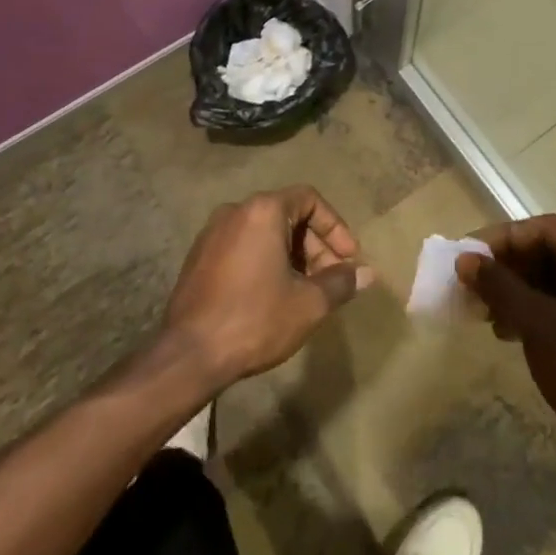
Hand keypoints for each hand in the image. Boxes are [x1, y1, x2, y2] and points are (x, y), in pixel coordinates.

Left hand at [163, 186, 372, 389]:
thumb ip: (340, 283)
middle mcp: (236, 211)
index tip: (348, 258)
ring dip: (292, 255)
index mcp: (263, 210)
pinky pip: (243, 245)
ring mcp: (212, 233)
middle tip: (331, 279)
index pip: (310, 199)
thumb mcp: (308, 304)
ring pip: (265, 232)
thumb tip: (367, 274)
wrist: (188, 355)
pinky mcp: (199, 256)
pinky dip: (266, 260)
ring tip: (306, 291)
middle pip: (287, 214)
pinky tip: (274, 295)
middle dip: (315, 245)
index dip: (335, 226)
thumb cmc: (255, 319)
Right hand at [456, 215, 555, 489]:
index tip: (468, 255)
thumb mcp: (538, 326)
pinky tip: (511, 330)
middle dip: (510, 266)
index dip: (502, 238)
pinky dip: (539, 309)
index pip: (547, 229)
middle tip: (473, 284)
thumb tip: (465, 259)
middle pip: (554, 250)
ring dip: (520, 289)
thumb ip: (500, 287)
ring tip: (487, 312)